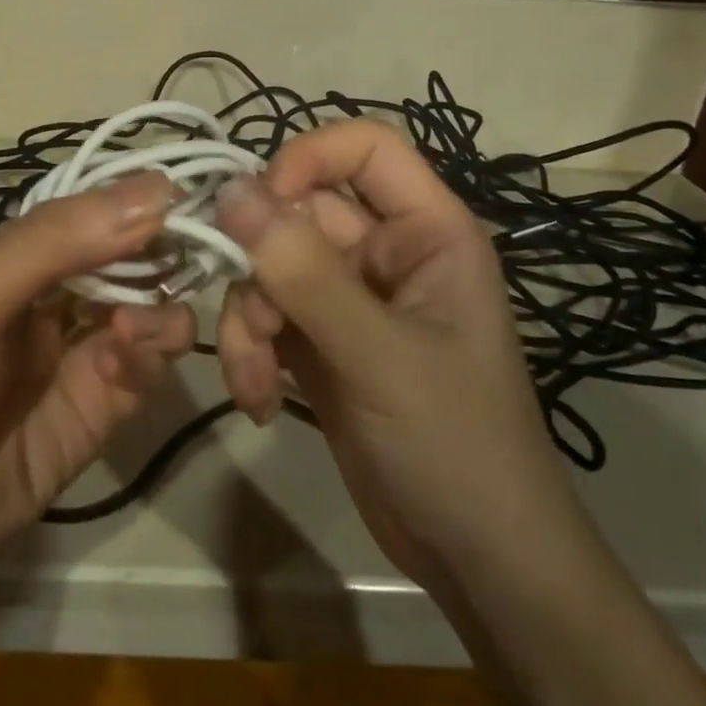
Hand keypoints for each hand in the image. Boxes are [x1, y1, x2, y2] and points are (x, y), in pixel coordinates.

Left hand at [0, 171, 195, 577]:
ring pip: (154, 311)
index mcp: (23, 260)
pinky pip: (149, 367)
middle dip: (162, 255)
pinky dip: (148, 358)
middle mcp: (61, 298)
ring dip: (158, 310)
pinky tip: (118, 368)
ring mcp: (86, 353)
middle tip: (185, 260)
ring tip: (131, 330)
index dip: (140, 201)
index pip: (96, 212)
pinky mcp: (106, 407)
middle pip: (134, 260)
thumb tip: (157, 188)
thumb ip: (56, 241)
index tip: (188, 196)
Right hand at [213, 120, 573, 592]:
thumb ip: (303, 271)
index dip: (304, 160)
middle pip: (298, 215)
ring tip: (255, 386)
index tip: (254, 209)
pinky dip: (252, 354)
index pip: (364, 149)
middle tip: (252, 326)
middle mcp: (386, 253)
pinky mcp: (322, 344)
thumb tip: (230, 190)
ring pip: (271, 270)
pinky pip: (268, 318)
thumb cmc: (454, 443)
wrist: (475, 555)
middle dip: (261, 272)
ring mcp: (350, 300)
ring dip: (249, 324)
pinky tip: (260, 403)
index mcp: (427, 231)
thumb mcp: (376, 354)